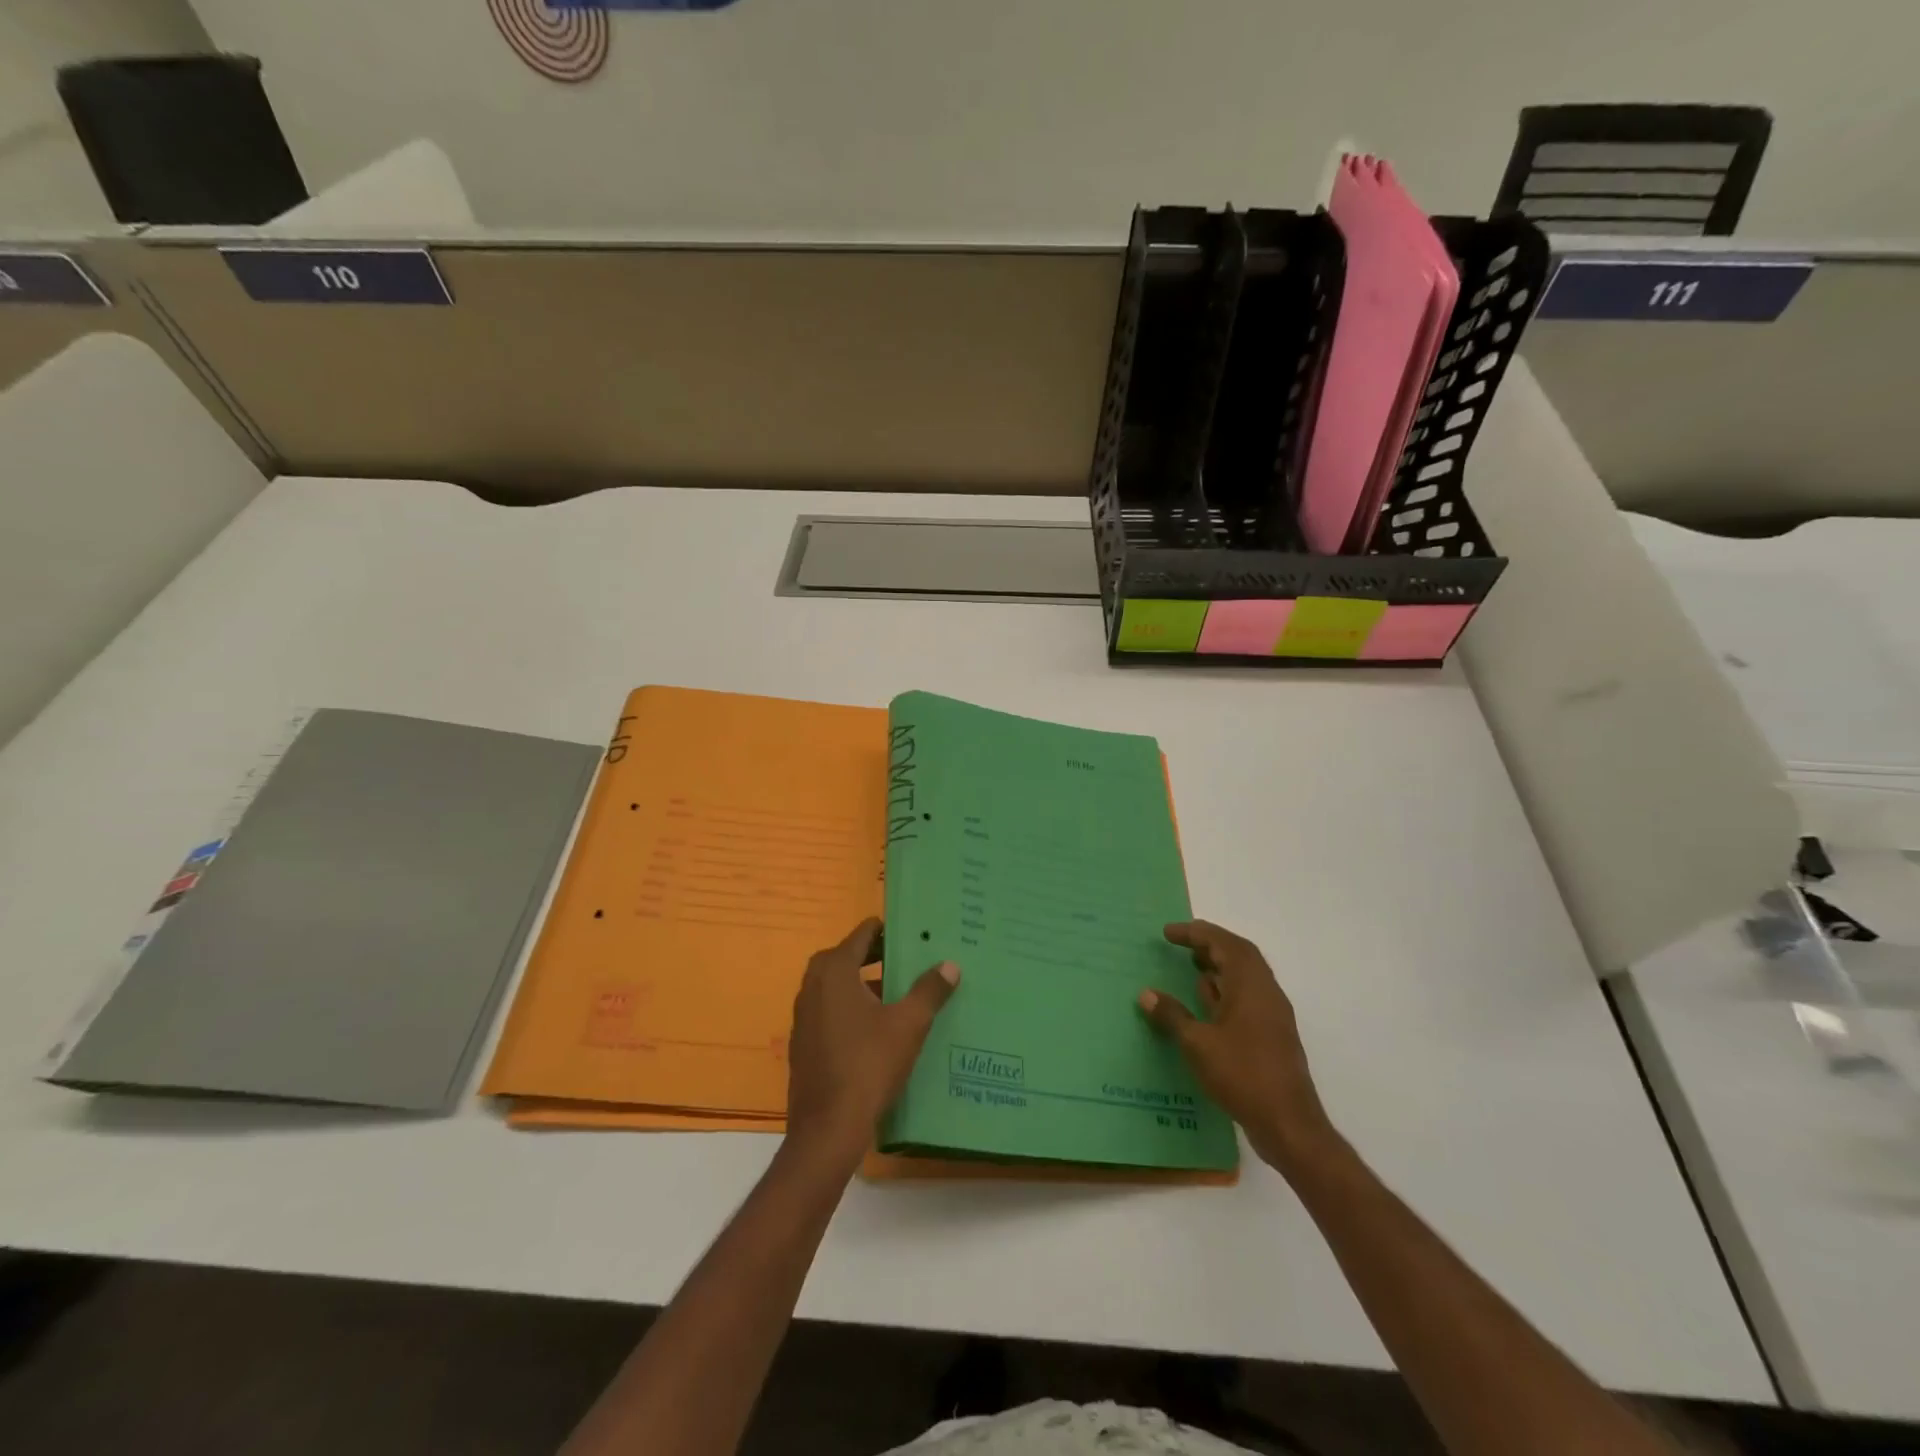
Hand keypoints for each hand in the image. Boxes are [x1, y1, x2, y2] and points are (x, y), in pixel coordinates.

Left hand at [786, 918, 958, 1167]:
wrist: (828, 1128)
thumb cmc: (869, 1064)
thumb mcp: (909, 1024)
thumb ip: (929, 990)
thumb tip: (950, 964)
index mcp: (834, 972)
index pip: (861, 935)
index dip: (885, 931)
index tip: (910, 932)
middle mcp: (812, 986)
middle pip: (844, 958)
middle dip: (873, 956)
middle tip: (905, 960)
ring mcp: (804, 1017)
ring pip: (835, 987)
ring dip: (861, 984)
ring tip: (896, 993)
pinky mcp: (803, 1044)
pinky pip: (829, 1012)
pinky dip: (850, 1009)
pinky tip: (875, 1029)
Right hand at [1138, 920, 1337, 1174]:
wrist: (1289, 1124)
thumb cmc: (1242, 1074)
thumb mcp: (1197, 1044)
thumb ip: (1172, 1015)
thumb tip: (1147, 994)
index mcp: (1251, 985)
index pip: (1224, 943)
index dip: (1195, 933)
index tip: (1168, 933)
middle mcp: (1266, 992)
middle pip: (1239, 955)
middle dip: (1210, 944)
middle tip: (1181, 945)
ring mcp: (1272, 1015)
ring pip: (1245, 977)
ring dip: (1219, 967)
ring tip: (1191, 969)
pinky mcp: (1272, 1036)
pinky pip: (1247, 998)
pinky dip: (1225, 991)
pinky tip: (1206, 1006)